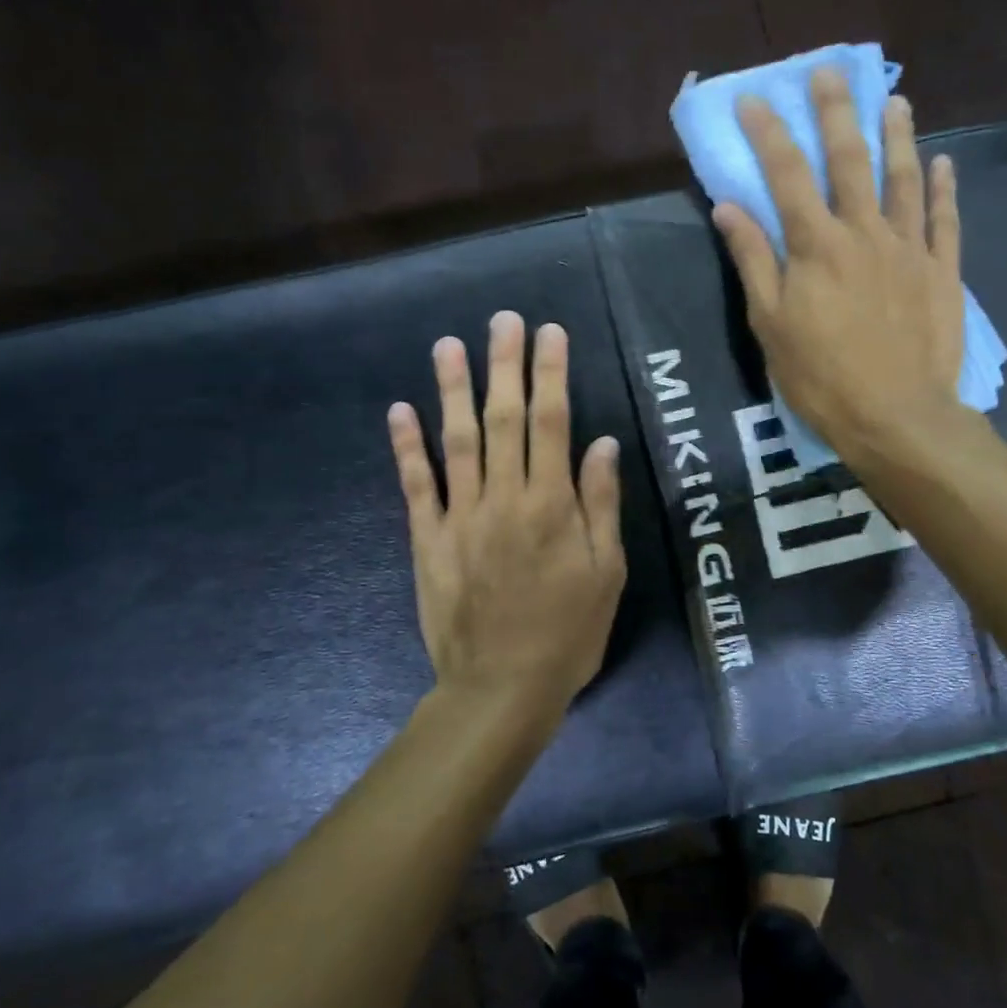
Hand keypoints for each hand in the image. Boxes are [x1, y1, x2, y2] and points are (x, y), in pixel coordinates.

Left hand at [387, 312, 626, 728]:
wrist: (501, 688)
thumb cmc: (568, 633)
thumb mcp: (605, 573)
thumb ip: (600, 504)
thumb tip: (601, 442)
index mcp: (551, 505)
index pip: (553, 423)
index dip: (551, 374)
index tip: (549, 333)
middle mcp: (504, 498)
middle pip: (504, 419)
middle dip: (505, 365)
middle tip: (503, 319)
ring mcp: (460, 516)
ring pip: (456, 441)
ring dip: (452, 389)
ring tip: (448, 344)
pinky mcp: (428, 539)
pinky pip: (416, 485)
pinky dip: (407, 447)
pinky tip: (401, 410)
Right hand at [713, 67, 969, 463]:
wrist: (895, 416)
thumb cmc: (821, 376)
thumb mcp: (770, 324)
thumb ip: (753, 260)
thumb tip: (730, 206)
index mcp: (816, 245)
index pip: (786, 174)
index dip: (769, 132)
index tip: (754, 98)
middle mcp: (864, 232)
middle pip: (850, 160)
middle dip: (836, 112)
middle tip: (830, 71)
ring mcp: (909, 249)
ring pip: (904, 179)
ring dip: (898, 136)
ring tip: (895, 101)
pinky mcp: (942, 272)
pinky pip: (945, 221)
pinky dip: (945, 189)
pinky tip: (944, 163)